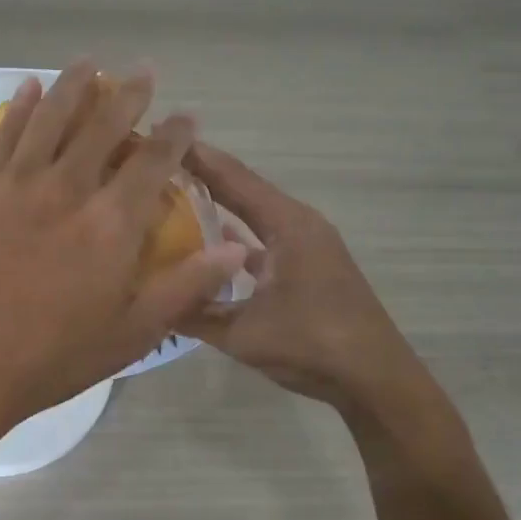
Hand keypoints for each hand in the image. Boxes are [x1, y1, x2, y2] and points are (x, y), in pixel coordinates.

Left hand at [0, 62, 249, 433]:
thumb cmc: (54, 355)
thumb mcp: (132, 332)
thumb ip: (185, 285)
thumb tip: (237, 249)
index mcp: (112, 223)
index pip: (153, 162)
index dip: (175, 135)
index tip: (186, 117)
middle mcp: (69, 188)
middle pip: (103, 127)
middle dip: (128, 96)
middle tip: (143, 73)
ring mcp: (19, 183)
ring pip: (51, 118)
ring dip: (73, 86)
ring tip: (89, 63)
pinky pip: (4, 135)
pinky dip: (19, 107)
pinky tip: (28, 87)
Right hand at [180, 141, 419, 410]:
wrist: (376, 382)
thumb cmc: (313, 346)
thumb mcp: (242, 333)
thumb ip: (193, 312)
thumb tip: (144, 298)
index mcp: (288, 226)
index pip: (234, 179)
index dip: (197, 158)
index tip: (159, 137)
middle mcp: (298, 226)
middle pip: (243, 189)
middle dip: (202, 175)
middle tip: (157, 163)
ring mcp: (305, 247)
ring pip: (253, 215)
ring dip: (218, 203)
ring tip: (172, 195)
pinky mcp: (306, 267)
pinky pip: (261, 239)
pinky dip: (233, 235)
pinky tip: (204, 244)